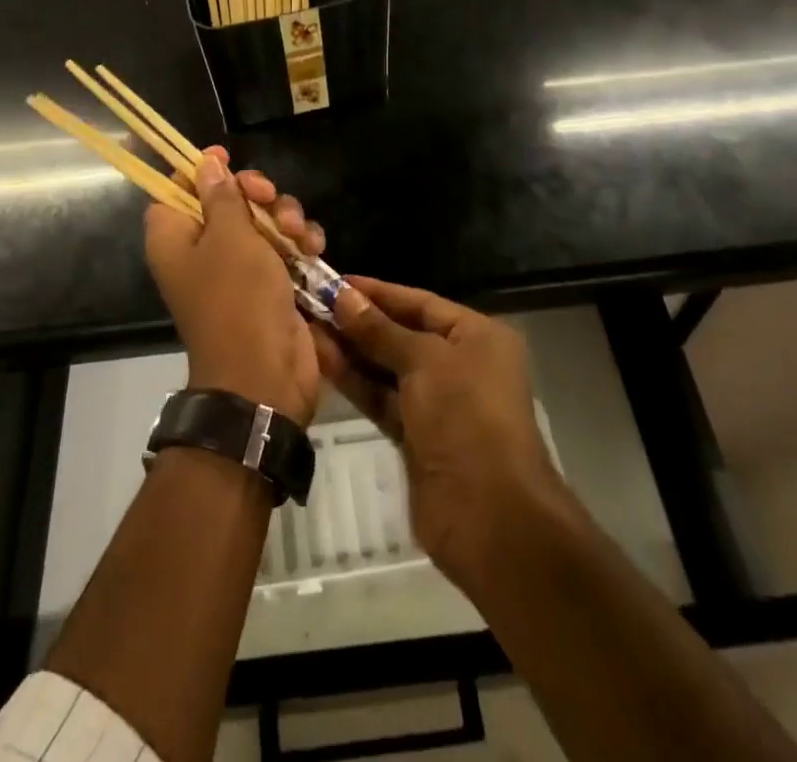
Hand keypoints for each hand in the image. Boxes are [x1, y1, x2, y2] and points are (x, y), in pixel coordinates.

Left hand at [143, 147, 325, 425]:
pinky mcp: (272, 283)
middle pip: (227, 200)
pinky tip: (313, 248)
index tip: (226, 156)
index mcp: (176, 239)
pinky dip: (300, 243)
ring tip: (298, 236)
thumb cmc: (237, 299)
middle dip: (256, 194)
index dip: (199, 171)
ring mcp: (240, 268)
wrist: (265, 374)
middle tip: (267, 198)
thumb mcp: (230, 238)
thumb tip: (205, 162)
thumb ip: (221, 196)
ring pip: (263, 220)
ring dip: (286, 218)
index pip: (175, 190)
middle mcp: (203, 250)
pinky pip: (285, 246)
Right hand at [313, 277, 565, 588]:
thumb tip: (343, 297)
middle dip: (358, 321)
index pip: (420, 302)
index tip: (334, 281)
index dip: (377, 292)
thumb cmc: (465, 416)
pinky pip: (382, 398)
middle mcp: (460, 363)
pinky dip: (355, 382)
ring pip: (387, 367)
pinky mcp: (417, 437)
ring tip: (306, 328)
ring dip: (350, 350)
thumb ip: (380, 330)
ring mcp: (438, 403)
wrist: (489, 515)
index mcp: (477, 335)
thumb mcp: (425, 361)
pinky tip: (321, 362)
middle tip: (311, 304)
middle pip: (402, 333)